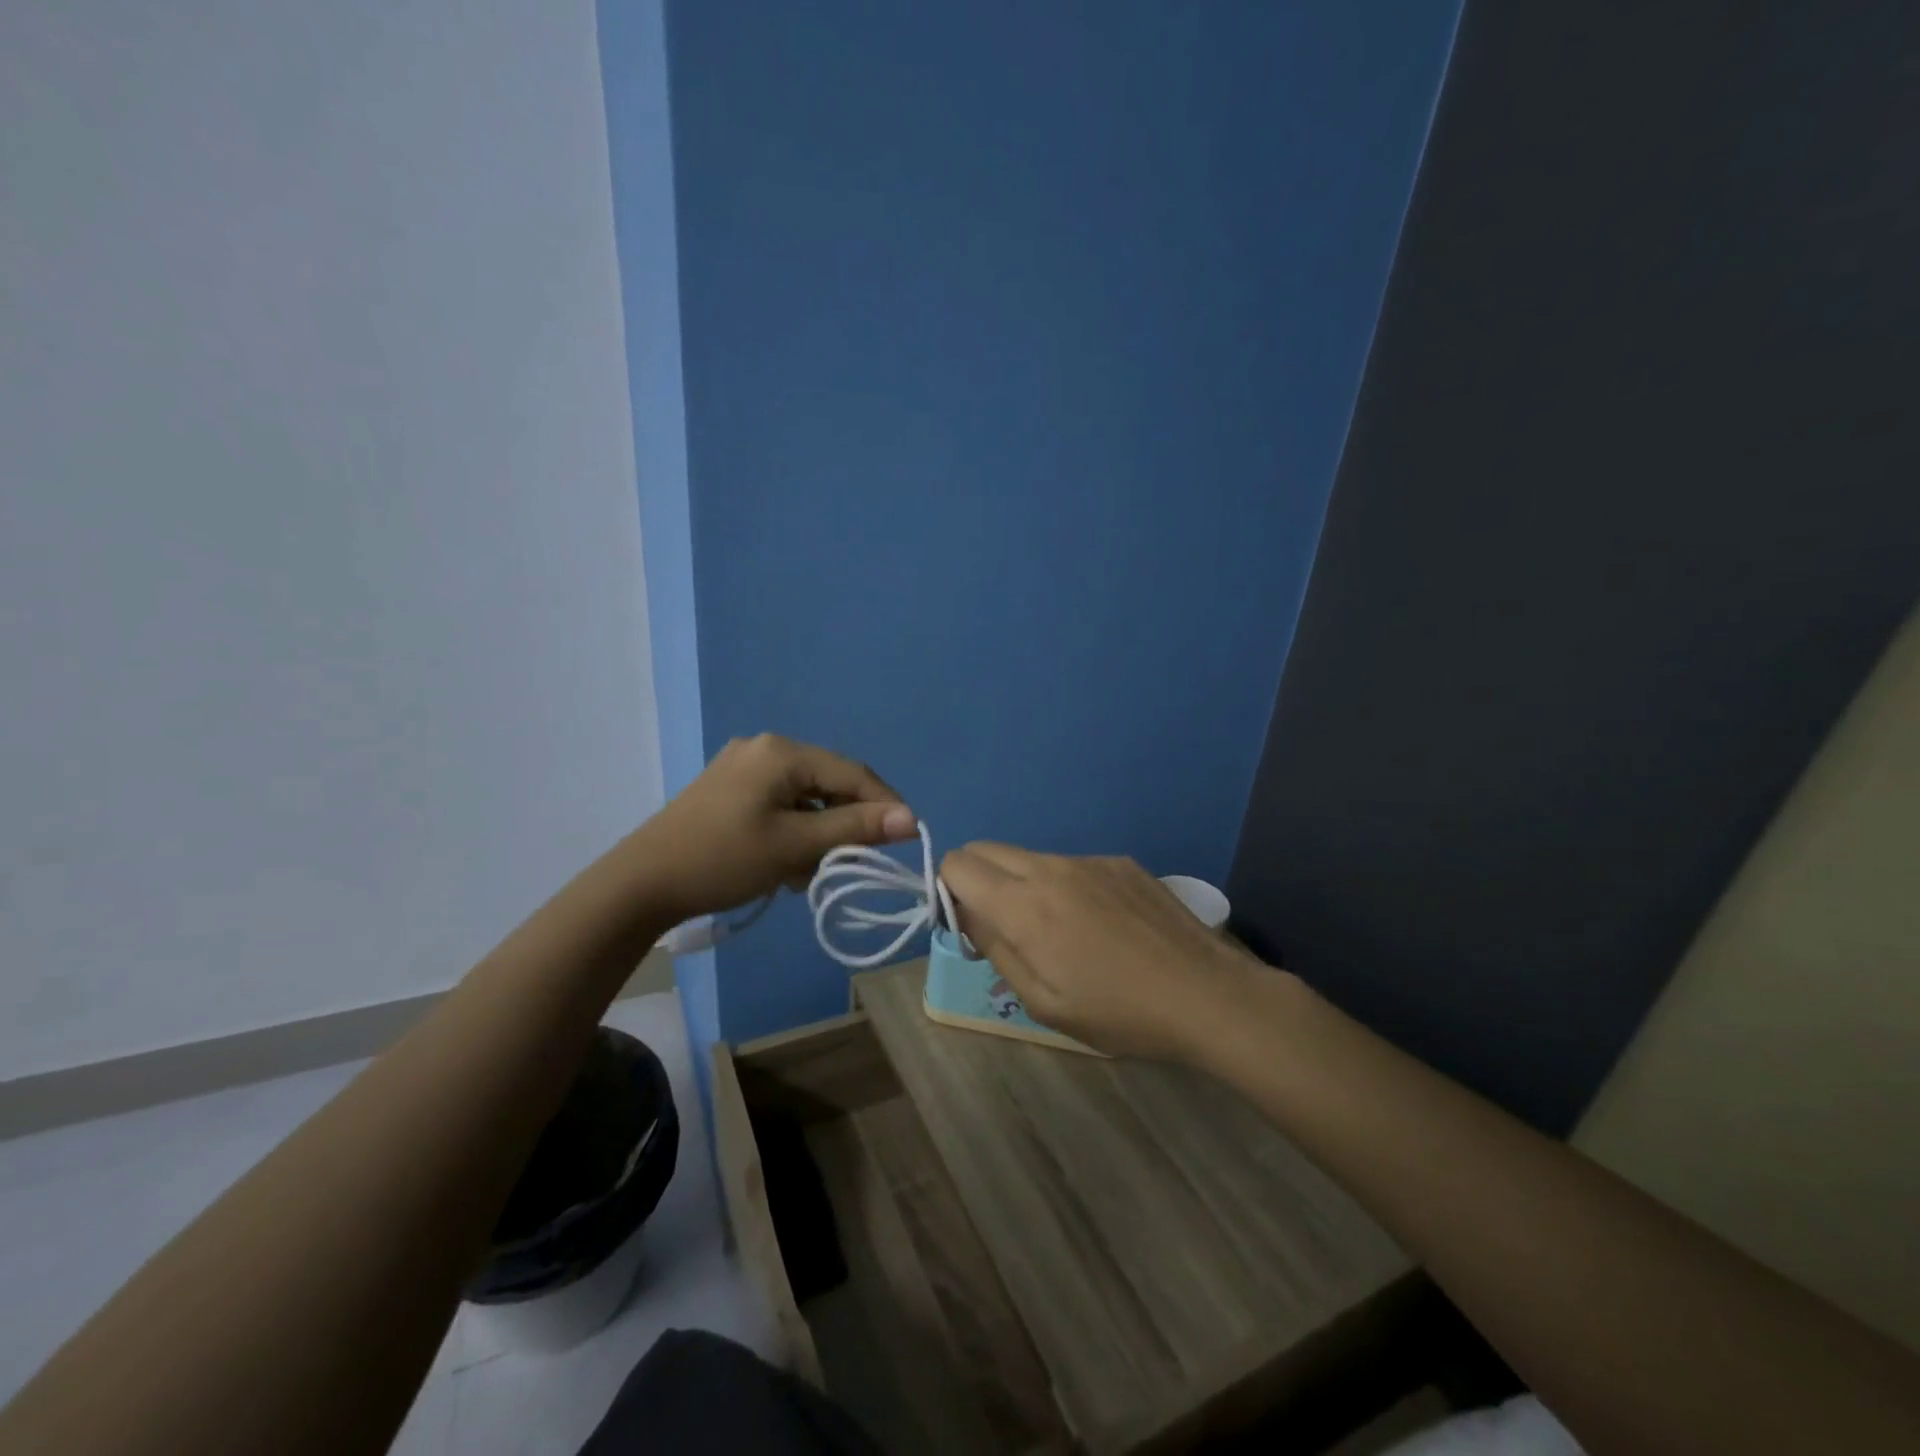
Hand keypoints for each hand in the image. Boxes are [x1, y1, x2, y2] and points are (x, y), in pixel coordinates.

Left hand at [637, 734, 915, 922]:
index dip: (884, 804)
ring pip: (804, 796)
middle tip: (849, 863)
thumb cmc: (722, 859)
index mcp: (781, 752)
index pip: (852, 773)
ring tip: (808, 872)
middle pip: (828, 782)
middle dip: (844, 823)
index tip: (907, 838)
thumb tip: (911, 819)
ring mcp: (742, 766)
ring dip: (817, 832)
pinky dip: (792, 830)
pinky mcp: (728, 788)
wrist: (640, 884)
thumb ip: (854, 829)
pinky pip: (779, 803)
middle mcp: (764, 748)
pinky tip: (784, 862)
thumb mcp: (794, 846)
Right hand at [939, 844, 1268, 1062]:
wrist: (1206, 994)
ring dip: (1023, 884)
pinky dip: (1064, 886)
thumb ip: (996, 949)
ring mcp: (1090, 860)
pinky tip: (1101, 925)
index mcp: (1024, 904)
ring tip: (1059, 932)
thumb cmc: (1119, 1012)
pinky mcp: (1120, 862)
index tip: (968, 925)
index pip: (957, 863)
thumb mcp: (1043, 1002)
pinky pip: (1072, 864)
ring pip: (1030, 857)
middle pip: (987, 849)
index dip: (948, 890)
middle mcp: (1051, 867)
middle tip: (1002, 927)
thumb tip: (968, 914)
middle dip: (977, 880)